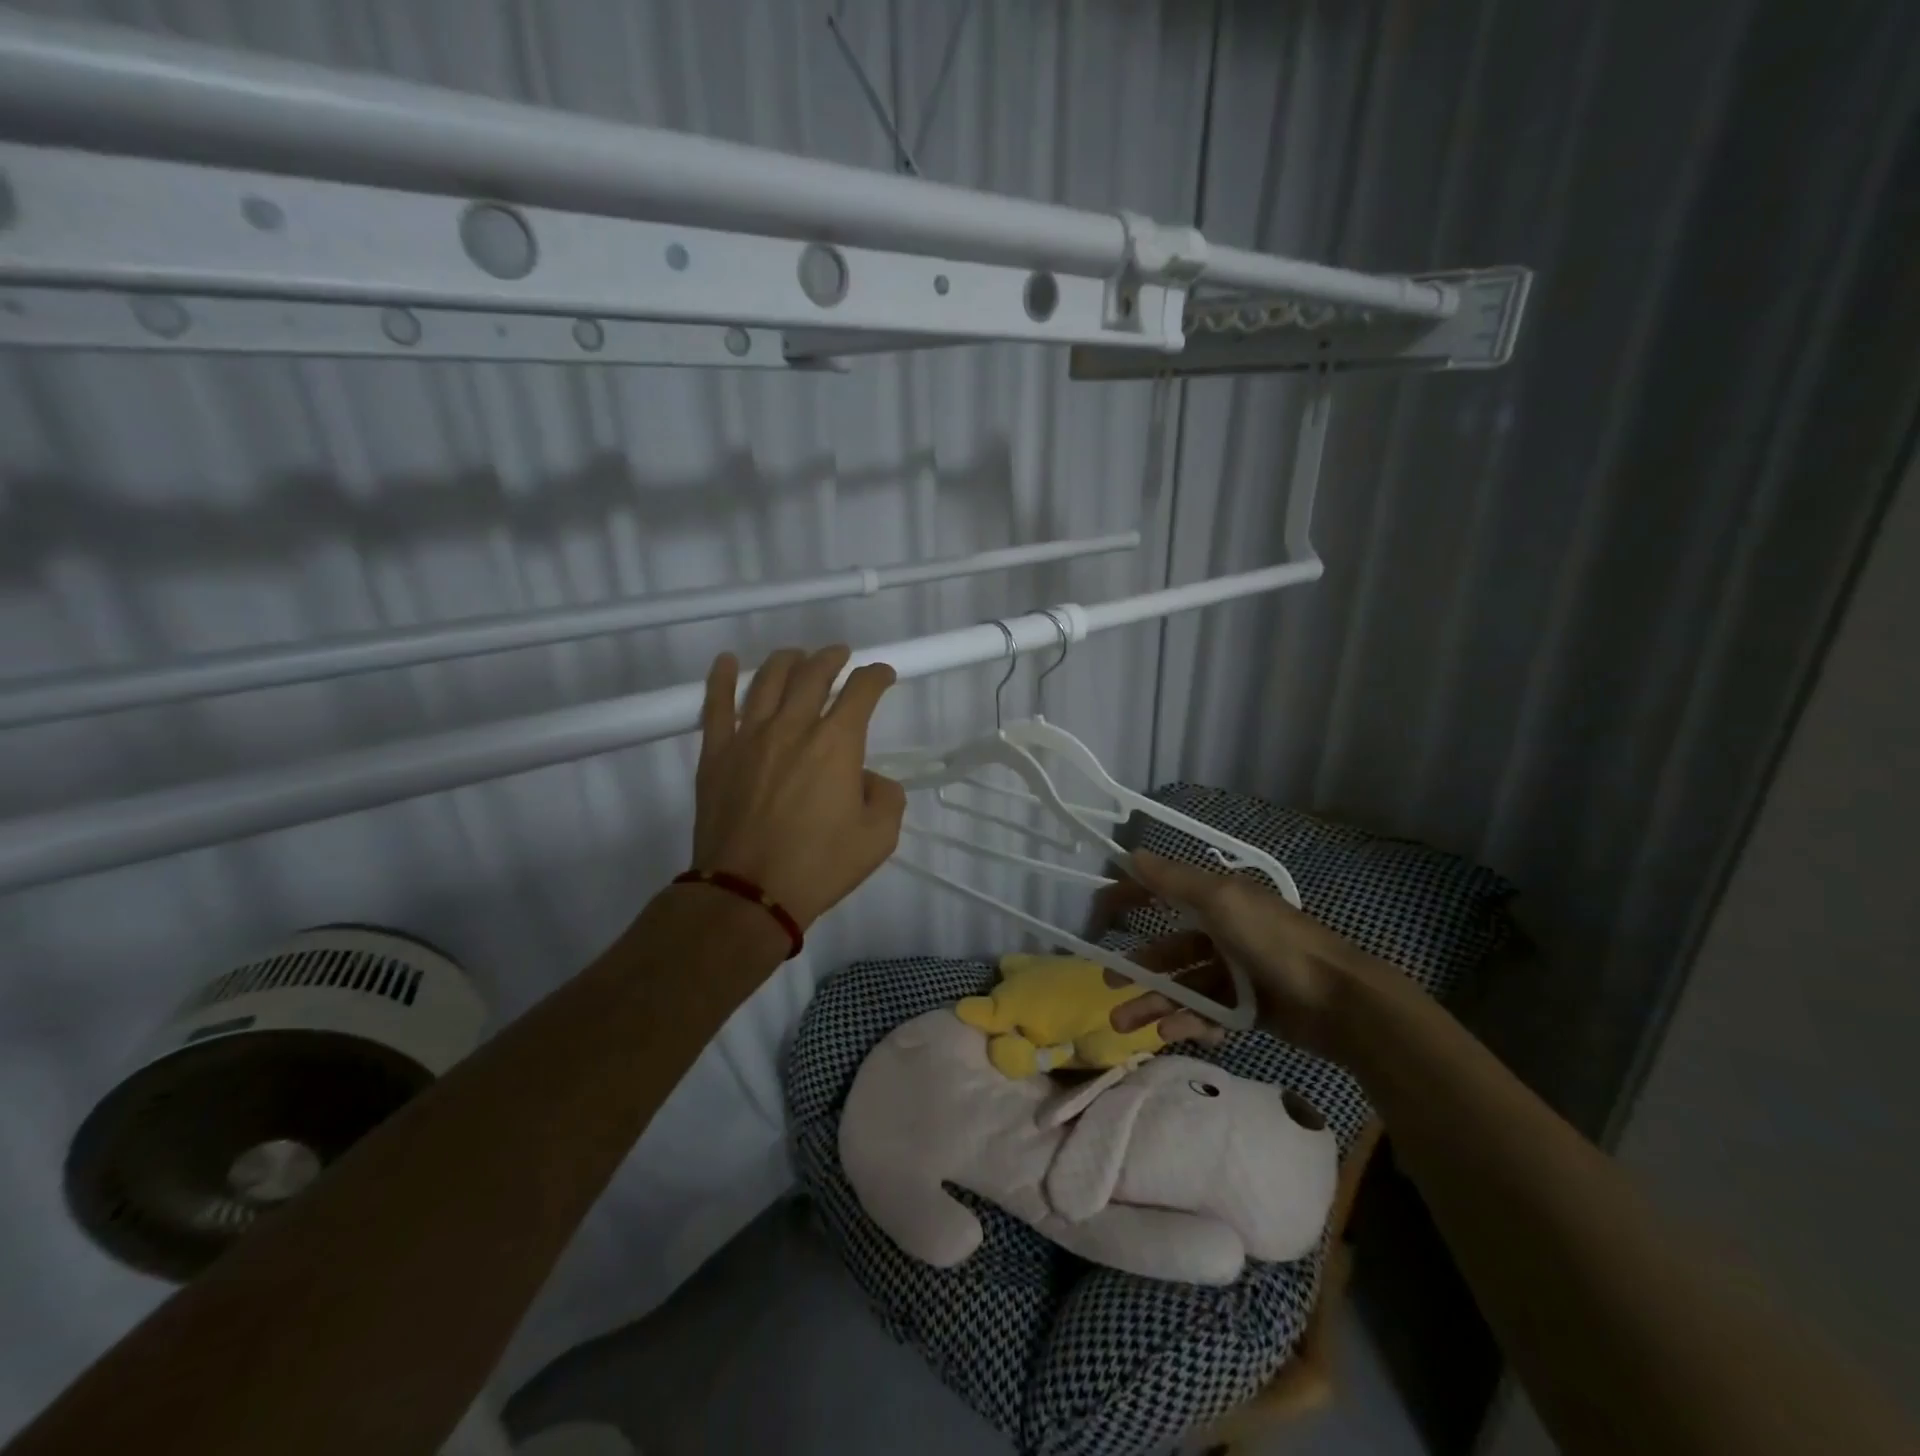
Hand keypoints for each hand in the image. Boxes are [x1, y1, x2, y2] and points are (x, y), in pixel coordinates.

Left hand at [691, 645, 905, 928]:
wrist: (748, 893)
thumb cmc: (818, 866)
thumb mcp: (879, 838)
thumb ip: (887, 798)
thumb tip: (869, 779)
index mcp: (837, 743)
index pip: (861, 691)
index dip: (876, 676)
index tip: (883, 675)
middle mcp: (793, 726)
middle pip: (813, 673)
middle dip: (832, 658)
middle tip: (840, 655)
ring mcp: (749, 736)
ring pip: (767, 680)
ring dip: (787, 660)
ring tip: (796, 656)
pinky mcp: (716, 753)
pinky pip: (716, 705)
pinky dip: (720, 678)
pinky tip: (725, 661)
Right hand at [1104, 850, 1386, 1058]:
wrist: (1340, 1001)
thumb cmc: (1274, 942)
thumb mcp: (1222, 901)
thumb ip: (1175, 881)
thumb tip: (1131, 854)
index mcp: (1219, 902)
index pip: (1165, 894)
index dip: (1132, 899)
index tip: (1099, 914)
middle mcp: (1224, 933)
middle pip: (1170, 949)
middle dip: (1139, 967)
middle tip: (1109, 984)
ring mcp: (1238, 973)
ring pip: (1184, 986)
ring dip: (1154, 1002)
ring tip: (1125, 1025)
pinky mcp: (1250, 1008)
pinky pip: (1209, 1013)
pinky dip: (1189, 1022)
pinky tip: (1172, 1033)